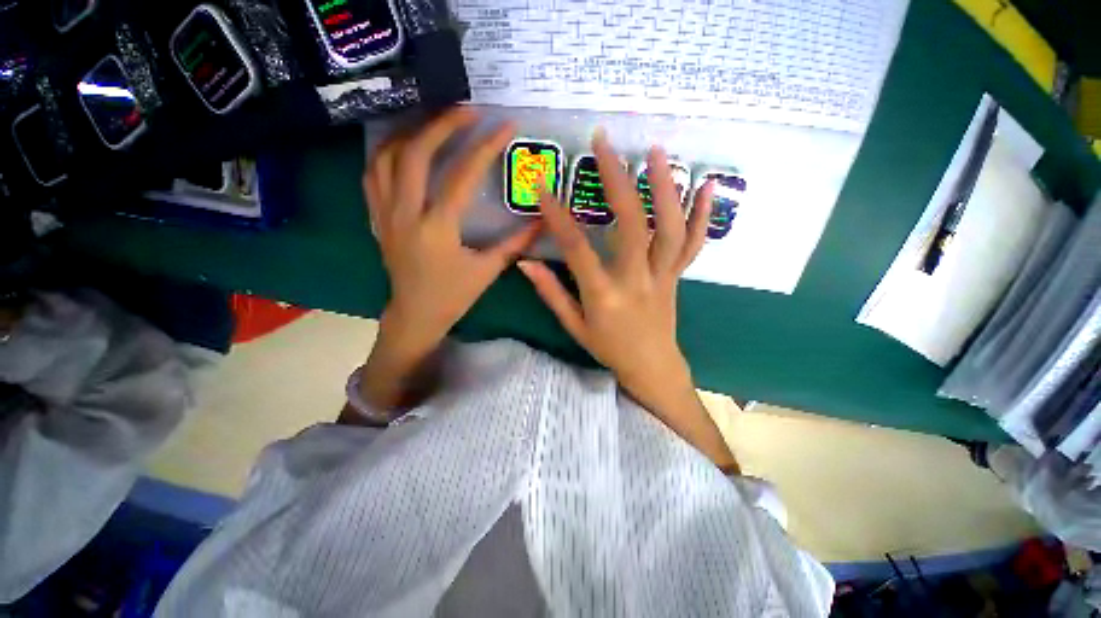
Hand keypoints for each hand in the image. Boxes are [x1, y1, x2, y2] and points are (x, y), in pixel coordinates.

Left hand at [356, 108, 539, 411]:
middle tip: (466, 110)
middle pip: (416, 154)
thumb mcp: (488, 271)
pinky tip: (406, 147)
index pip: (461, 176)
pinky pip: (373, 174)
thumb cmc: (453, 296)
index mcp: (437, 229)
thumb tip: (541, 221)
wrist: (414, 315)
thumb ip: (515, 243)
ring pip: (387, 157)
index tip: (504, 126)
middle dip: (442, 124)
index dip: (484, 147)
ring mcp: (385, 214)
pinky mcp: (376, 217)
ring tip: (435, 121)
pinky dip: (388, 153)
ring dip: (412, 132)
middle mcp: (405, 214)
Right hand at [519, 131, 736, 469]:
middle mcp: (635, 280)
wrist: (652, 368)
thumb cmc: (609, 349)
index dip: (557, 217)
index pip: (576, 249)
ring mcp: (662, 276)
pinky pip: (693, 245)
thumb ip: (551, 292)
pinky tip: (708, 186)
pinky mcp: (678, 276)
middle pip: (630, 225)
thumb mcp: (574, 326)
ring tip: (656, 151)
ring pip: (668, 228)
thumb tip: (524, 262)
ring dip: (664, 187)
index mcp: (604, 296)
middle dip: (616, 180)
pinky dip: (702, 216)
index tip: (543, 187)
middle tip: (604, 144)